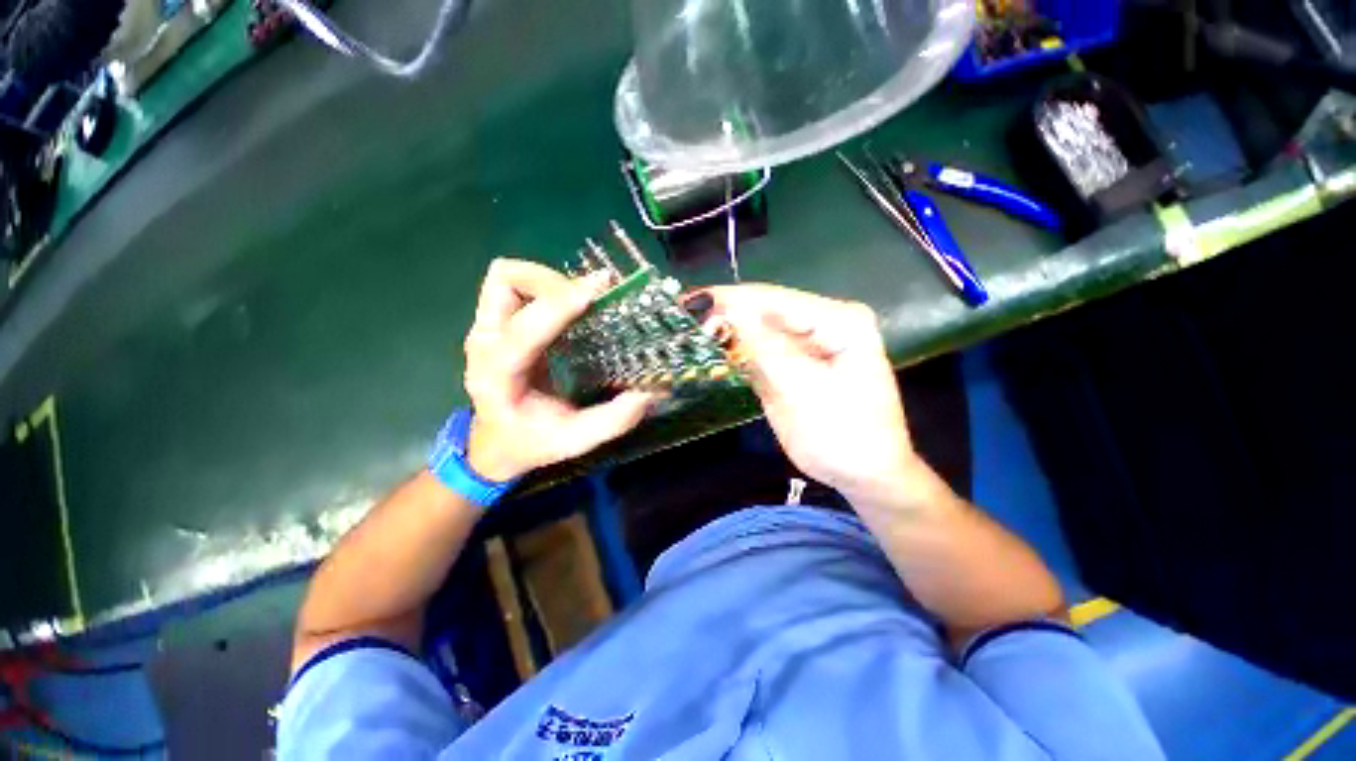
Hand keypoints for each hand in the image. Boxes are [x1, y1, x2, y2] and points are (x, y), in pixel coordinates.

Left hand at [461, 259, 654, 480]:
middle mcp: (484, 343)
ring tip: (581, 299)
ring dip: (547, 280)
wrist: (495, 440)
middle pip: (505, 283)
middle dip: (553, 282)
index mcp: (497, 377)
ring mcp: (486, 328)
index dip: (559, 306)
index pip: (523, 331)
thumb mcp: (573, 440)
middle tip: (592, 298)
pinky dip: (543, 285)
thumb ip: (611, 420)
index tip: (598, 290)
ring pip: (507, 277)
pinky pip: (515, 284)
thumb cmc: (530, 441)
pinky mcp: (497, 322)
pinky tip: (568, 304)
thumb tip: (648, 394)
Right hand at [701, 285, 921, 502]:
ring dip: (725, 331)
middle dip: (723, 314)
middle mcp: (822, 324)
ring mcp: (805, 344)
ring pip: (757, 330)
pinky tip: (707, 348)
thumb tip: (728, 309)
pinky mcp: (791, 363)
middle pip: (764, 311)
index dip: (730, 299)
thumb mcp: (802, 392)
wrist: (863, 475)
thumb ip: (765, 349)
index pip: (774, 300)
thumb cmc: (843, 436)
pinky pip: (757, 351)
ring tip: (685, 328)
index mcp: (838, 320)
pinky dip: (733, 351)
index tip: (689, 301)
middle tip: (679, 316)